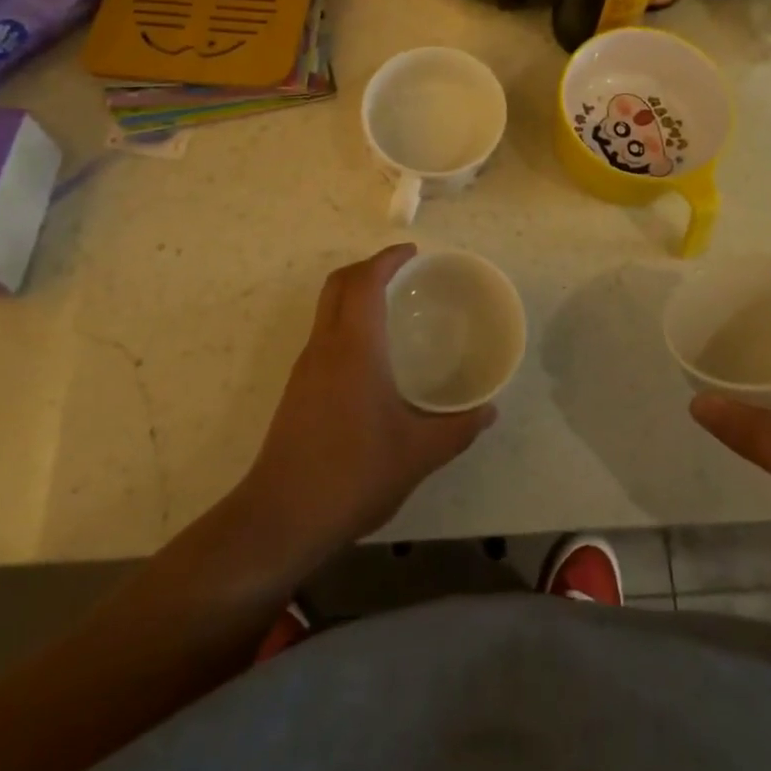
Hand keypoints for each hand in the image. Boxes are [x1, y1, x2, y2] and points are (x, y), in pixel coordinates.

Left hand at [240, 245, 495, 561]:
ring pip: (327, 309)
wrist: (281, 517)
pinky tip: (371, 357)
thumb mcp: (418, 454)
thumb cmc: (353, 474)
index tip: (413, 253)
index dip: (387, 258)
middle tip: (403, 274)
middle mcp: (325, 346)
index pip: (365, 281)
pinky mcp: (297, 389)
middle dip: (368, 267)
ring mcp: (306, 367)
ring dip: (355, 294)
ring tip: (391, 309)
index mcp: (354, 347)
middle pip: (338, 284)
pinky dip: (346, 323)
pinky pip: (324, 334)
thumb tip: (489, 411)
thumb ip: (457, 429)